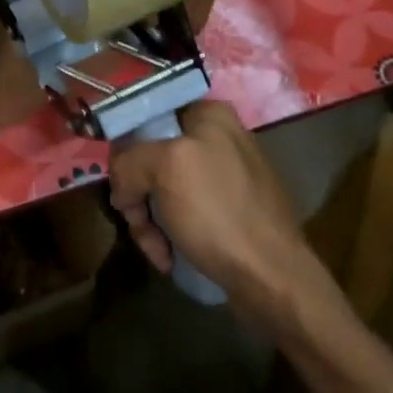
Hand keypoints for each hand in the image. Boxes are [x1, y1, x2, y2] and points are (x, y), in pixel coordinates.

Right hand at [110, 102, 328, 316]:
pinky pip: (184, 211)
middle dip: (138, 194)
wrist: (272, 277)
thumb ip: (130, 160)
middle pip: (152, 157)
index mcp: (209, 115)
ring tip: (157, 249)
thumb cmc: (218, 213)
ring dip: (150, 221)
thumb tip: (123, 186)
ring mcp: (226, 175)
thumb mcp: (165, 168)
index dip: (126, 151)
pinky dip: (171, 232)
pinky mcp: (229, 210)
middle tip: (136, 222)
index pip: (147, 118)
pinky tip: (170, 256)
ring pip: (163, 188)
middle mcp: (219, 138)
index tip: (120, 185)